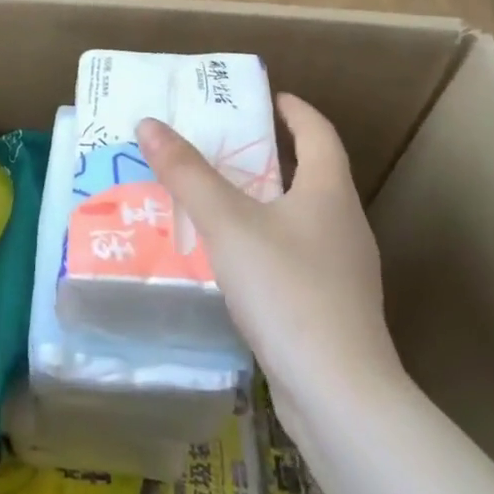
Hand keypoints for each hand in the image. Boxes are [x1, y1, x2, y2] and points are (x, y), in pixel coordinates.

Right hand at [137, 94, 405, 410]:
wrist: (339, 396)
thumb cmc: (287, 290)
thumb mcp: (227, 224)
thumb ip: (187, 173)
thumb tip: (149, 124)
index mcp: (329, 193)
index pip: (319, 134)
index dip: (295, 111)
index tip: (268, 97)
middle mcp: (344, 225)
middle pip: (311, 174)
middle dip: (269, 156)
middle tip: (222, 146)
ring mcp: (343, 272)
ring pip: (300, 219)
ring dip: (264, 203)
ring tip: (217, 201)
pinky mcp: (332, 310)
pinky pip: (295, 258)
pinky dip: (265, 244)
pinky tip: (233, 263)